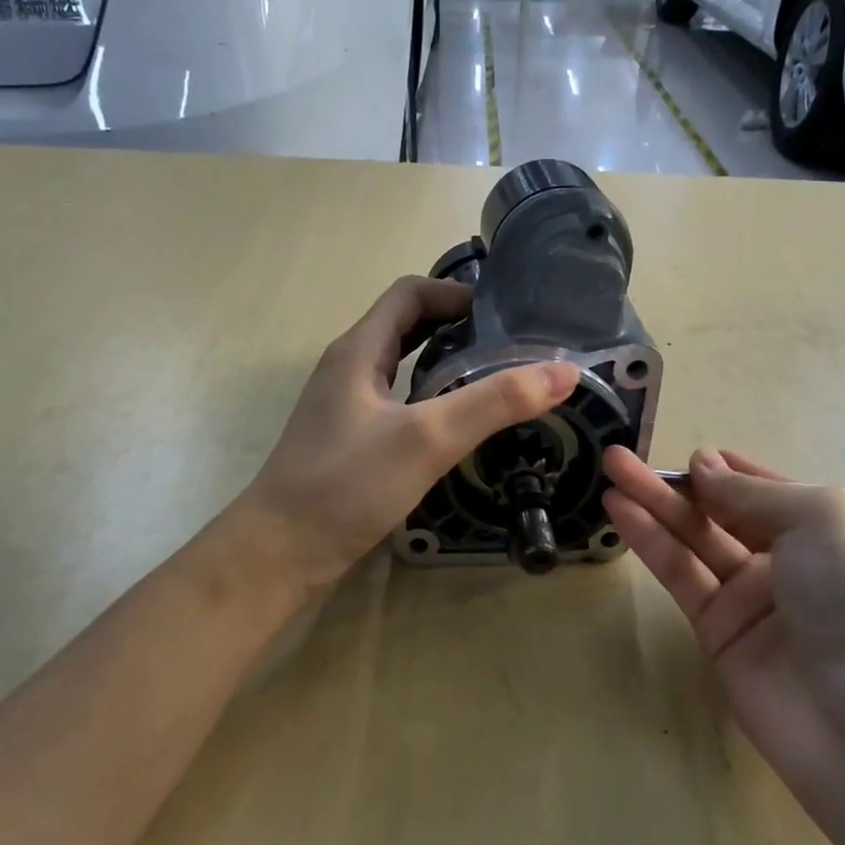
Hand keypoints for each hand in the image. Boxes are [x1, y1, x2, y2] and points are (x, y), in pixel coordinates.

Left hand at [238, 276, 579, 591]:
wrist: (281, 551)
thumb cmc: (347, 485)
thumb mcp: (426, 438)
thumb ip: (494, 403)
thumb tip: (563, 372)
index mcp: (358, 351)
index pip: (410, 294)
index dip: (457, 293)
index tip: (507, 313)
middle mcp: (348, 370)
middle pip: (406, 327)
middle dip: (458, 328)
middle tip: (511, 346)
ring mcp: (346, 408)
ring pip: (402, 369)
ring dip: (446, 365)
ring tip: (496, 381)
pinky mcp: (350, 443)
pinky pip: (397, 404)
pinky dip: (431, 400)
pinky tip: (457, 427)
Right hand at [602, 446, 844, 818]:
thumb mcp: (818, 520)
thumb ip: (750, 494)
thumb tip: (703, 465)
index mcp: (828, 530)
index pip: (767, 491)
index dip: (727, 471)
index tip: (687, 455)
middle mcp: (789, 561)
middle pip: (721, 512)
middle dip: (676, 484)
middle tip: (621, 457)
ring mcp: (751, 599)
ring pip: (693, 541)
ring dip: (653, 506)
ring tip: (610, 472)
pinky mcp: (718, 633)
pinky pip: (680, 576)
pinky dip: (651, 542)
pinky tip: (621, 512)